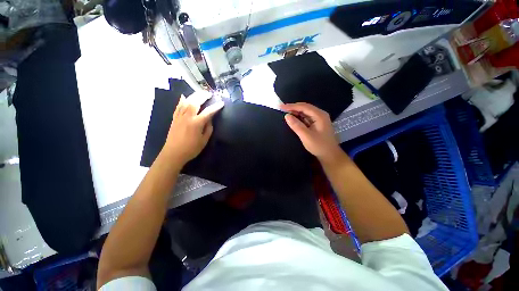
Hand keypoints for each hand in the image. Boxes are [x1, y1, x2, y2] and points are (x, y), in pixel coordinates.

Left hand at [164, 91, 223, 164]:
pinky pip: (178, 106)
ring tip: (199, 93)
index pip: (208, 112)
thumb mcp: (204, 140)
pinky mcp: (174, 118)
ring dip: (193, 96)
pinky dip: (181, 100)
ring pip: (186, 102)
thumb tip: (210, 120)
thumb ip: (208, 128)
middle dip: (203, 96)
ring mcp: (179, 117)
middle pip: (195, 102)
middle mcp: (188, 117)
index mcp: (197, 123)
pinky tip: (184, 96)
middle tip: (209, 93)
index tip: (221, 103)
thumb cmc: (191, 149)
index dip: (216, 107)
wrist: (173, 153)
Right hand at [281, 102, 345, 164]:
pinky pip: (306, 118)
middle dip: (293, 108)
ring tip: (285, 113)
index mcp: (319, 115)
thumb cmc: (319, 146)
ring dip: (295, 112)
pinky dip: (299, 117)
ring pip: (305, 112)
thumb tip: (286, 116)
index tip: (281, 107)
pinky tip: (293, 119)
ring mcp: (319, 119)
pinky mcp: (316, 124)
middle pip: (305, 108)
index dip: (292, 106)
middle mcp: (320, 114)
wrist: (330, 155)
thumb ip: (296, 125)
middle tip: (282, 109)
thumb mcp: (306, 136)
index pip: (304, 107)